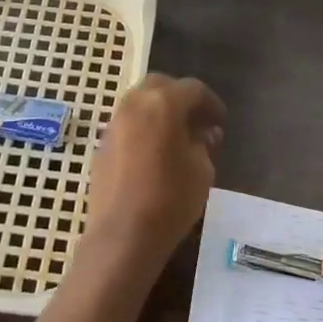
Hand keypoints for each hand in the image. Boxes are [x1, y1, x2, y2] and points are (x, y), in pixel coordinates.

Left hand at [84, 74, 224, 265]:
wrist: (123, 235)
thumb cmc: (171, 199)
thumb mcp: (202, 170)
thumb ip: (203, 144)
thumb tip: (204, 134)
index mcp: (163, 103)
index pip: (193, 89)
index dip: (211, 103)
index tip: (220, 121)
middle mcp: (134, 105)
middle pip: (160, 86)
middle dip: (180, 98)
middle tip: (197, 121)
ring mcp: (113, 124)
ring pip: (139, 103)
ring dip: (159, 111)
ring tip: (176, 137)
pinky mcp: (102, 145)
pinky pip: (127, 124)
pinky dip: (143, 128)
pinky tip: (154, 152)